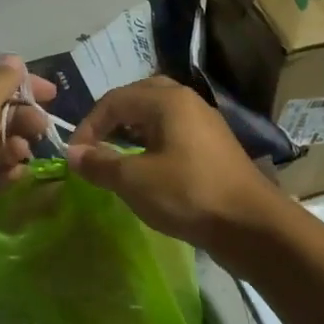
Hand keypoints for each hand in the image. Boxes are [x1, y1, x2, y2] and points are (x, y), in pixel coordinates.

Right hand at [65, 77, 285, 253]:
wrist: (251, 225)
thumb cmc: (188, 194)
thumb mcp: (134, 180)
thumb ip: (100, 163)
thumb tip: (72, 154)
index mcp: (167, 100)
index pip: (114, 100)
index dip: (88, 125)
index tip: (75, 155)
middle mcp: (187, 102)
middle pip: (139, 97)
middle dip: (112, 119)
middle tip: (96, 144)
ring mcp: (204, 123)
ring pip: (158, 114)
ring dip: (132, 130)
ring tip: (116, 156)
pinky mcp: (213, 147)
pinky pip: (173, 132)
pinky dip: (152, 142)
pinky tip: (146, 168)